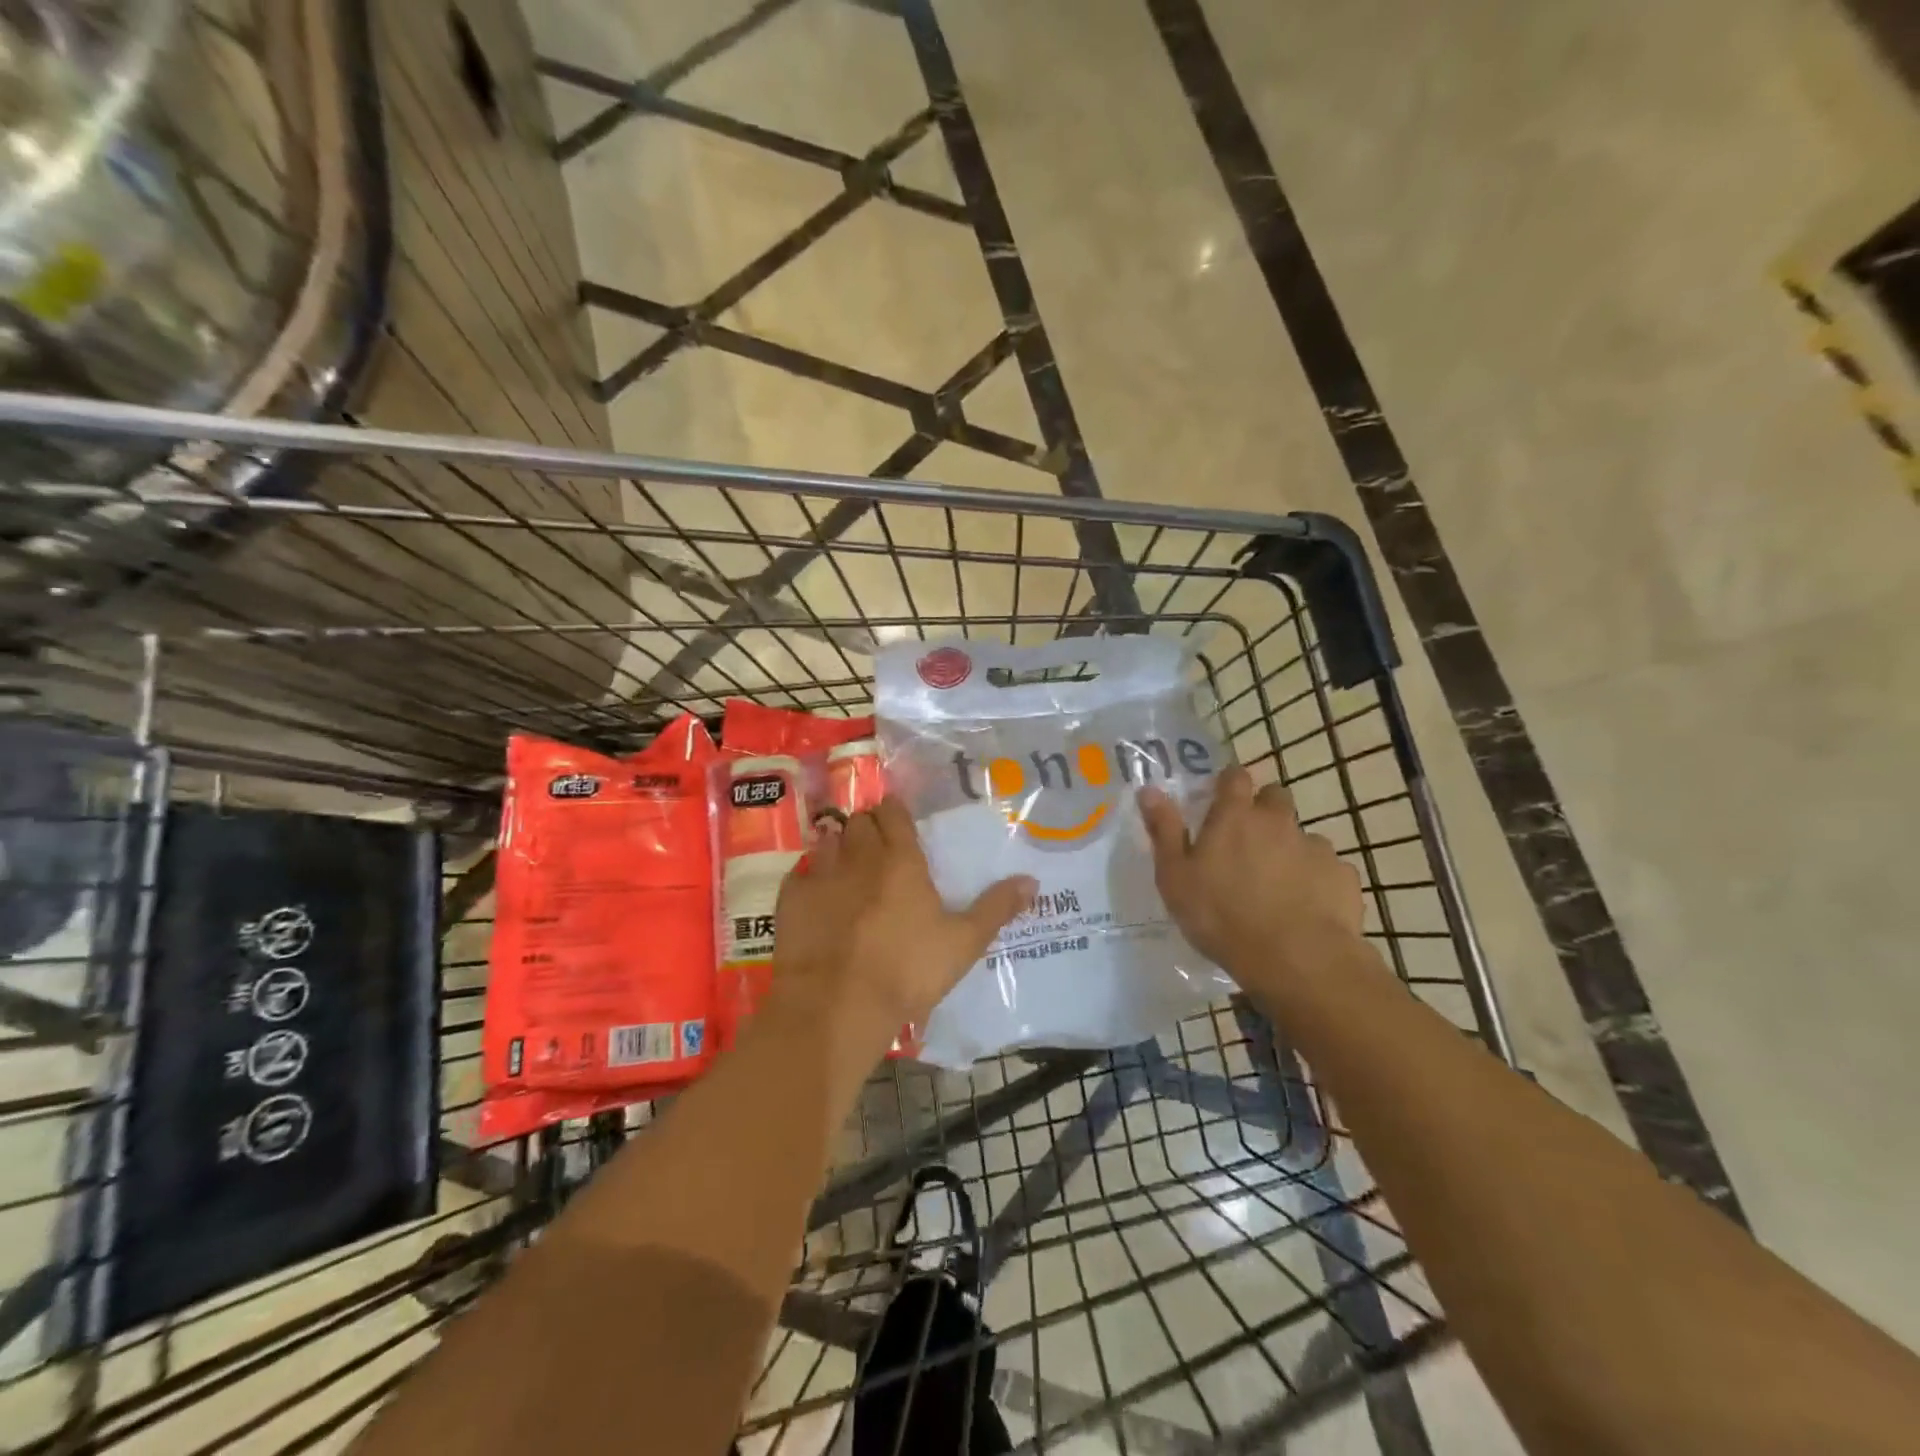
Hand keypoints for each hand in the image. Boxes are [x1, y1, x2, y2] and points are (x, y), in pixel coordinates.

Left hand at [772, 798, 1035, 1046]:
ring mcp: (821, 876)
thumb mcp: (963, 943)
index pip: (894, 814)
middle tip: (877, 847)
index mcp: (901, 861)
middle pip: (860, 822)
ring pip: (829, 841)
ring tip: (847, 866)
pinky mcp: (791, 900)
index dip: (895, 813)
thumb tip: (1032, 880)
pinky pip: (801, 873)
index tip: (897, 820)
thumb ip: (996, 908)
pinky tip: (818, 895)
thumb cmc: (907, 971)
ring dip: (838, 846)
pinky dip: (810, 877)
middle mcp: (859, 857)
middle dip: (868, 827)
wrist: (837, 1005)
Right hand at [1139, 765, 1363, 993]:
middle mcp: (1278, 821)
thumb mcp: (1175, 877)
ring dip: (1289, 849)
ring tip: (1277, 885)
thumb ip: (1164, 830)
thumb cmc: (1221, 916)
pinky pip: (1327, 869)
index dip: (1229, 782)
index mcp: (1234, 817)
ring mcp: (1315, 847)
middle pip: (1275, 797)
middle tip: (1248, 842)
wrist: (1296, 959)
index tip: (1221, 797)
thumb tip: (1149, 790)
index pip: (1235, 776)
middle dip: (1264, 809)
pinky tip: (1306, 907)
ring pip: (1302, 836)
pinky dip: (1316, 880)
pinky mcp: (1342, 876)